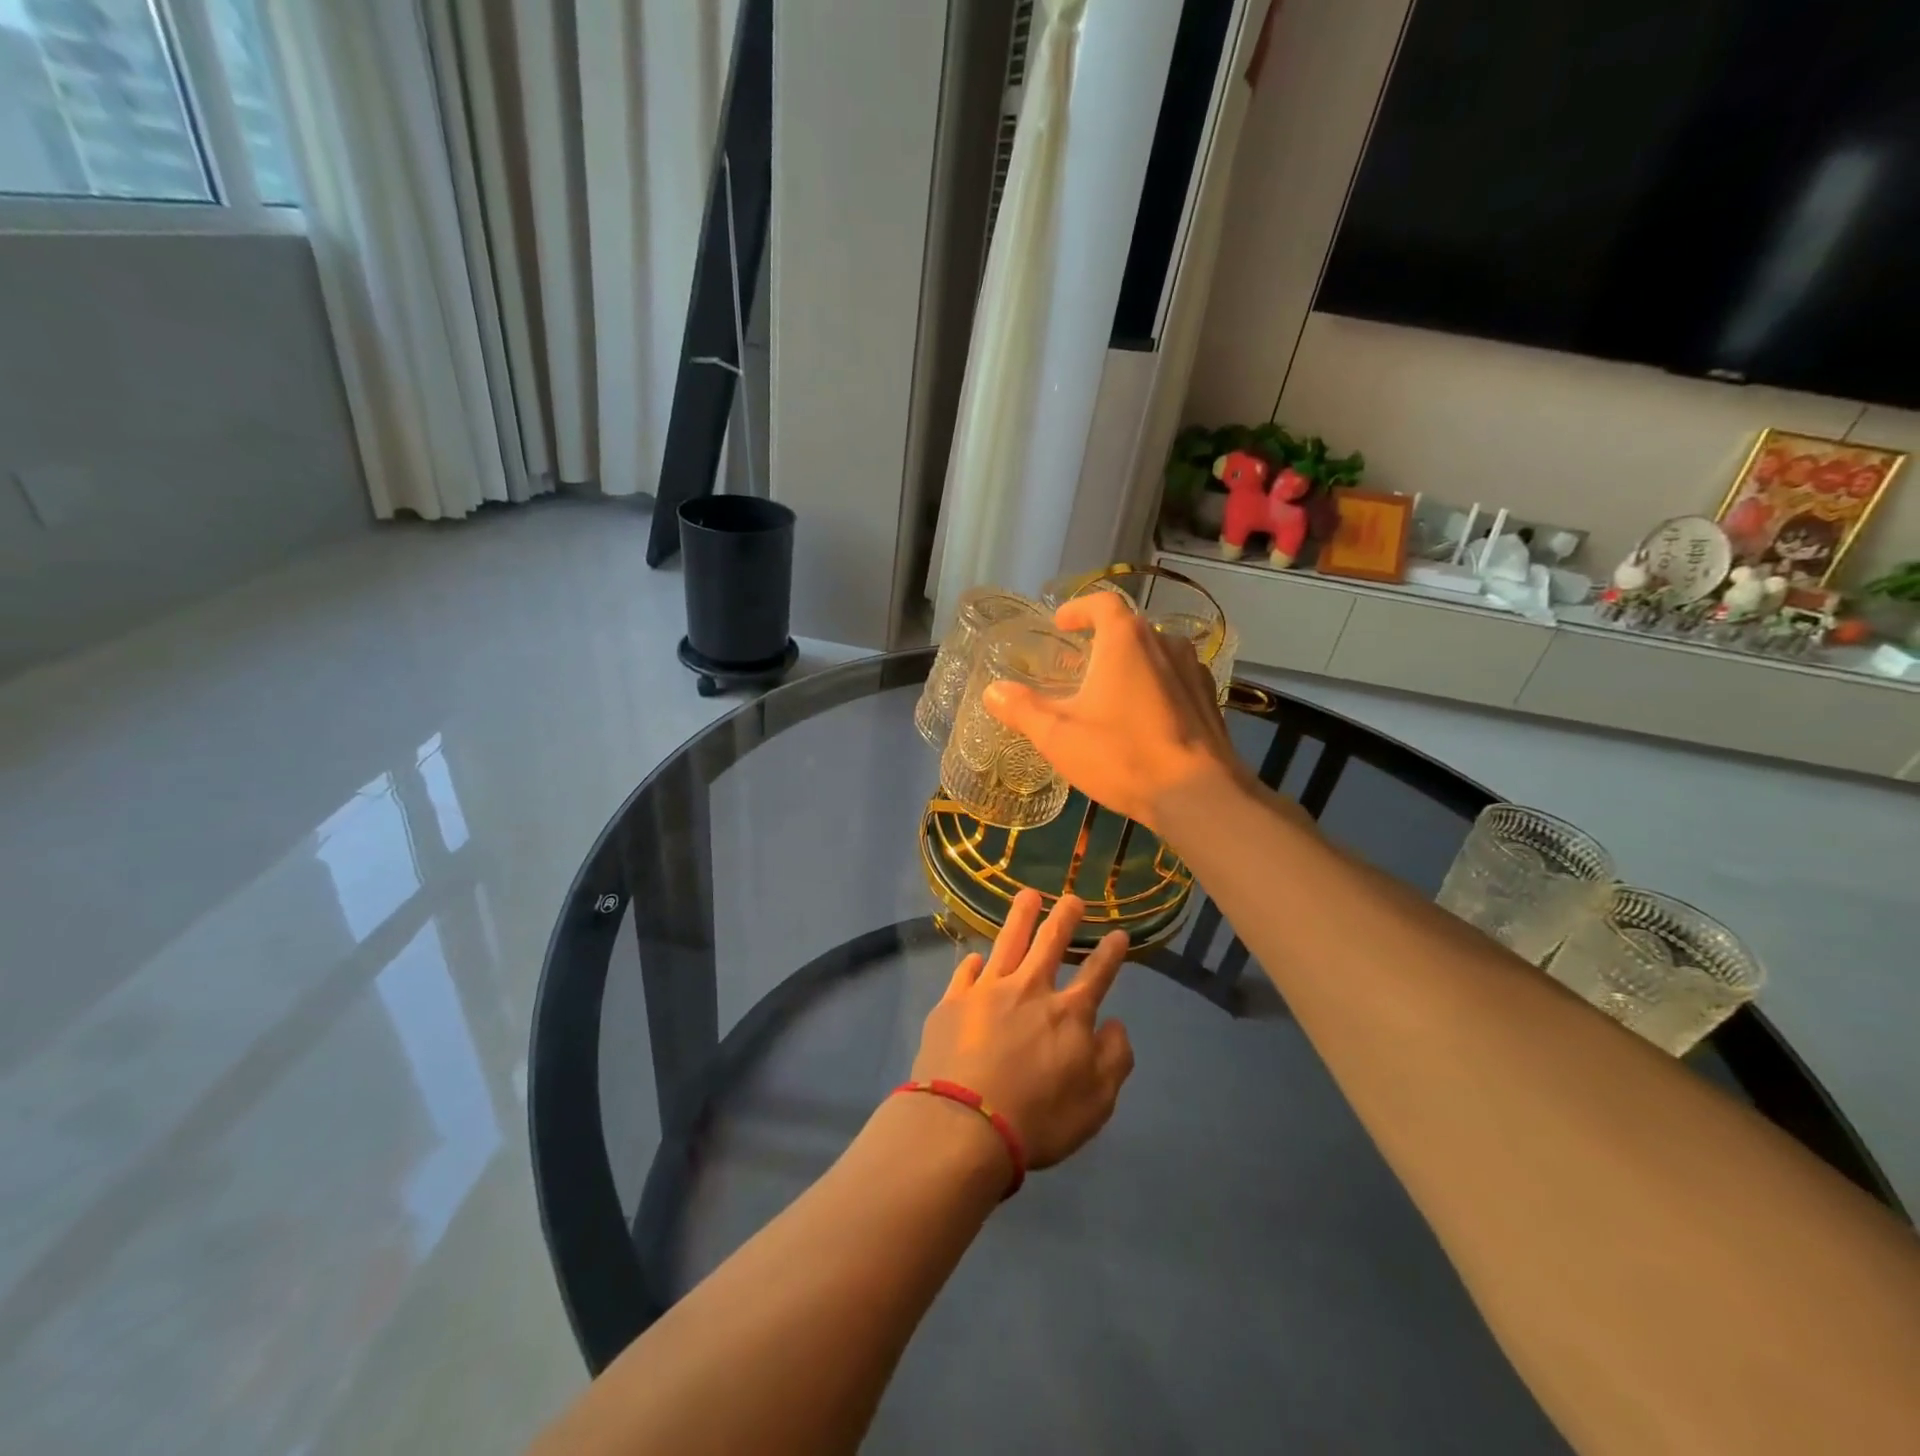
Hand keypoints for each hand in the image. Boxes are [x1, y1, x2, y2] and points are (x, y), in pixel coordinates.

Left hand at [912, 891, 1134, 1170]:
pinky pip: (965, 972)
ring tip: (1027, 895)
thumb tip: (1114, 1023)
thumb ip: (1113, 1059)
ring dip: (1021, 916)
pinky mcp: (953, 1002)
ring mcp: (987, 991)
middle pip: (1050, 943)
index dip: (1110, 954)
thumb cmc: (1037, 1120)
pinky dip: (973, 963)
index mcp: (1068, 1014)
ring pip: (1007, 942)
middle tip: (1071, 898)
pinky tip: (975, 957)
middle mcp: (1029, 990)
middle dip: (1064, 917)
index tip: (1119, 933)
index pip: (1096, 975)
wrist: (964, 1125)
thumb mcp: (1096, 1103)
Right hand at [983, 590, 1242, 832]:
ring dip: (1128, 665)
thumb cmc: (1121, 755)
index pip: (1101, 603)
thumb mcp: (1058, 735)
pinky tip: (1141, 718)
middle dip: (1100, 642)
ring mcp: (1193, 670)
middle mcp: (1164, 643)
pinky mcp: (1209, 699)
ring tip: (1107, 693)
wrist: (1198, 795)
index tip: (1061, 624)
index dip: (1078, 609)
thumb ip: (1022, 709)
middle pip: (1128, 629)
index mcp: (1126, 639)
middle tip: (1076, 667)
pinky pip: (1174, 680)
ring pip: (1153, 654)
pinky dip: (1152, 687)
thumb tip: (992, 691)